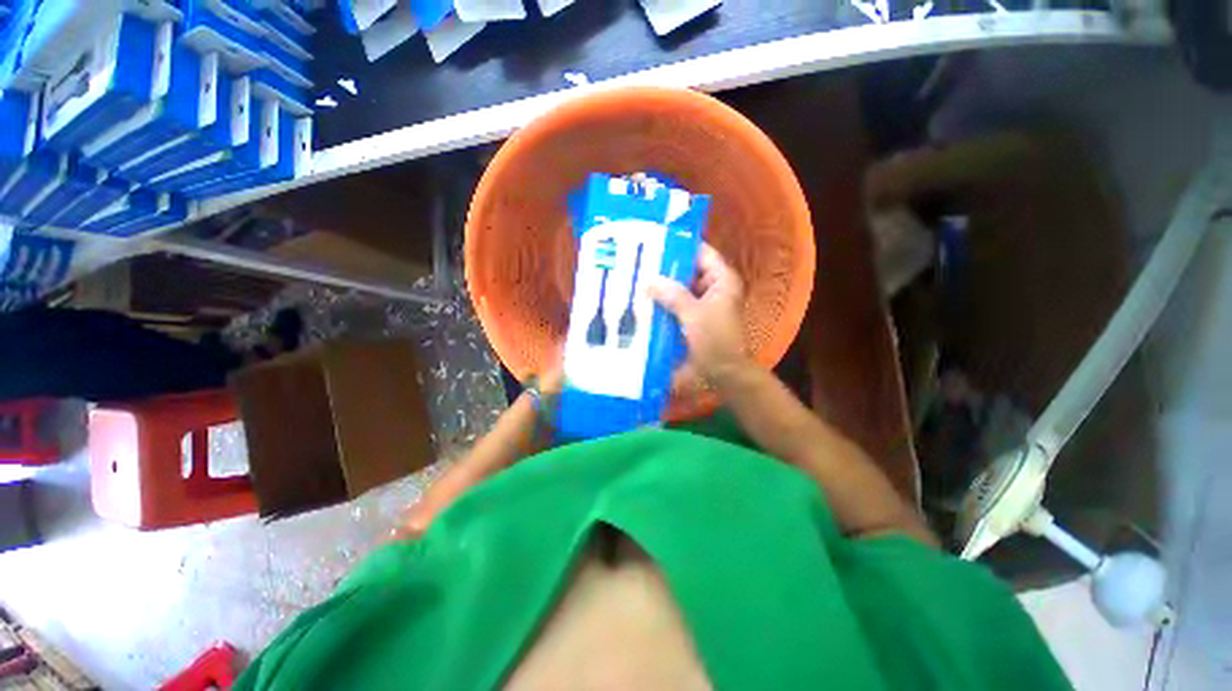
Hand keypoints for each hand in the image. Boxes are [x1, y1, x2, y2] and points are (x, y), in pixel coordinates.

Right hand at [647, 243, 749, 385]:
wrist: (724, 373)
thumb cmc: (714, 340)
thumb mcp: (693, 314)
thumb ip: (672, 295)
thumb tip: (649, 280)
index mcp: (721, 280)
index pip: (701, 252)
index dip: (680, 247)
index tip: (654, 243)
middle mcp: (714, 287)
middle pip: (688, 270)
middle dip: (666, 269)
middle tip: (640, 262)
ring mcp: (703, 303)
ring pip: (681, 288)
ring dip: (663, 287)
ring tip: (638, 279)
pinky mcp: (694, 317)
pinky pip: (678, 304)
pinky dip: (665, 303)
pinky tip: (646, 301)